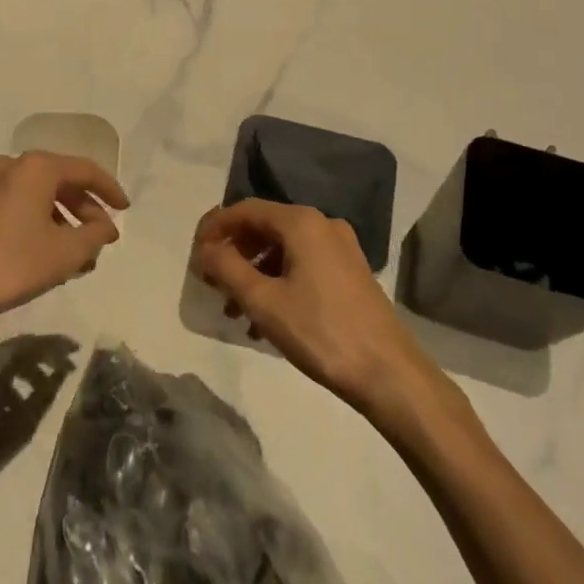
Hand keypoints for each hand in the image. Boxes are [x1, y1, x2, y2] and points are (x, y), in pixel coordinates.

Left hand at [0, 153, 127, 320]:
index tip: (125, 211)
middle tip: (102, 239)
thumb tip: (105, 227)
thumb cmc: (14, 263)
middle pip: (63, 181)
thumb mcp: (67, 252)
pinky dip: (42, 222)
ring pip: (42, 195)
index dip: (109, 190)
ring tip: (79, 255)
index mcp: (38, 167)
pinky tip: (50, 252)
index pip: (85, 171)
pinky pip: (22, 204)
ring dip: (65, 220)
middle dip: (86, 210)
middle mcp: (15, 165)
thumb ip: (95, 234)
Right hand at [193, 199, 437, 416]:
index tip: (194, 253)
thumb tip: (204, 250)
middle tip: (211, 281)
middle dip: (234, 253)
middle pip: (265, 227)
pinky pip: (302, 264)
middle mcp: (322, 224)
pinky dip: (278, 281)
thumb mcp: (264, 301)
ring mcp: (340, 248)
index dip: (215, 227)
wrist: (389, 373)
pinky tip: (265, 318)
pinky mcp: (350, 272)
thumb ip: (227, 269)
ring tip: (233, 309)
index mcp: (301, 222)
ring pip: (283, 249)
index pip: (245, 210)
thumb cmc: (320, 332)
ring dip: (253, 272)